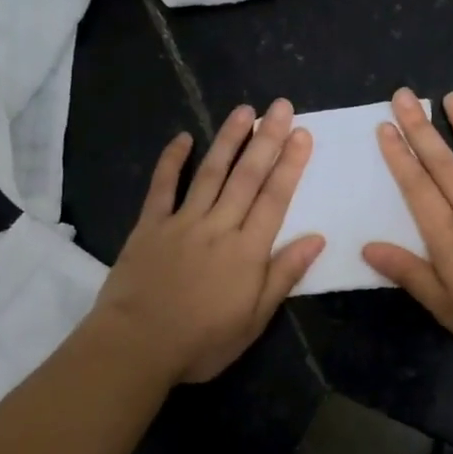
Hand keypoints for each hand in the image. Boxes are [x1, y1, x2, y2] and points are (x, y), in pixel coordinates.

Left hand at [92, 101, 324, 383]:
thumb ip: (284, 275)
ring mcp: (183, 222)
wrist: (135, 346)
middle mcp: (219, 226)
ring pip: (210, 172)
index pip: (275, 198)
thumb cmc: (202, 341)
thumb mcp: (254, 319)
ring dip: (229, 139)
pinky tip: (183, 137)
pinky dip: (172, 160)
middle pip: (247, 177)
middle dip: (266, 139)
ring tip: (244, 110)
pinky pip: (163, 187)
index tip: (302, 133)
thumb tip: (317, 238)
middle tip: (281, 107)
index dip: (290, 164)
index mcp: (248, 251)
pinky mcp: (150, 225)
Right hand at [363, 89, 452, 359]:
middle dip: (421, 128)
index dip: (399, 156)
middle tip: (404, 96)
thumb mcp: (447, 308)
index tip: (385, 127)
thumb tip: (368, 247)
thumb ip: (409, 274)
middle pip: (444, 164)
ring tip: (451, 97)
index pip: (417, 188)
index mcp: (448, 237)